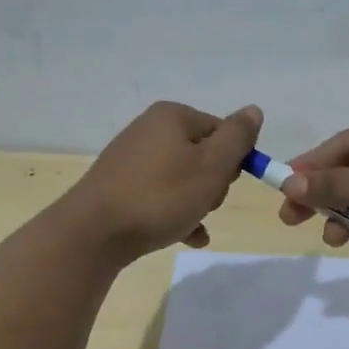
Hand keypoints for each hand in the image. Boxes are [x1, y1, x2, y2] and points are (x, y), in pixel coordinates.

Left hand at [62, 101, 261, 264]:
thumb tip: (253, 111)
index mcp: (172, 116)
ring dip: (197, 203)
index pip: (222, 131)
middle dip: (213, 183)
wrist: (95, 233)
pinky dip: (177, 215)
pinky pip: (162, 198)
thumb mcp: (211, 165)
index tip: (226, 183)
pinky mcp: (121, 188)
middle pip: (202, 154)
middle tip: (205, 203)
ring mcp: (132, 160)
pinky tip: (187, 237)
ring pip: (183, 179)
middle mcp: (150, 130)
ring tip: (191, 223)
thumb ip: (237, 138)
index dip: (234, 159)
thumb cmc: (161, 196)